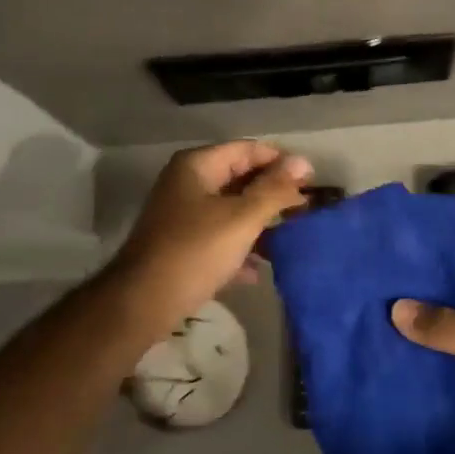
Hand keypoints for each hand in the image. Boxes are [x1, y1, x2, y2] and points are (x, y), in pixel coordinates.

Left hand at [110, 140, 312, 334]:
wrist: (143, 303)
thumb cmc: (195, 251)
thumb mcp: (242, 218)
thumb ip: (274, 190)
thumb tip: (303, 163)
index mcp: (197, 166)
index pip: (248, 150)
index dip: (280, 162)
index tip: (311, 182)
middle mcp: (187, 183)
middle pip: (239, 178)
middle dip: (272, 194)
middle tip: (305, 210)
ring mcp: (182, 215)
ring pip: (231, 210)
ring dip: (259, 223)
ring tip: (291, 238)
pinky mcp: (182, 245)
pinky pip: (219, 236)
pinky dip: (239, 248)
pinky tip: (259, 270)